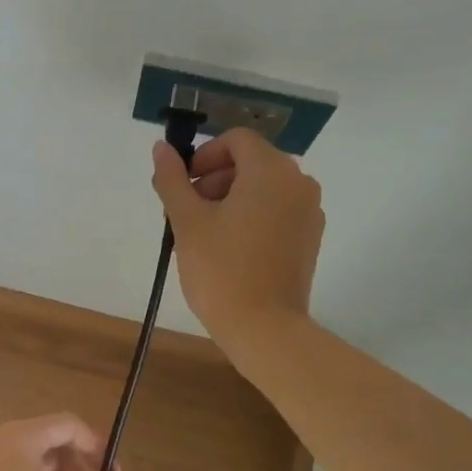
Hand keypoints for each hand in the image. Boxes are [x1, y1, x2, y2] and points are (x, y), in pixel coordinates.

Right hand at [151, 127, 324, 355]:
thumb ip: (172, 178)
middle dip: (216, 178)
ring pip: (265, 187)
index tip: (185, 186)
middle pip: (251, 162)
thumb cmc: (221, 270)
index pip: (236, 140)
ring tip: (206, 232)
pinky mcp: (310, 237)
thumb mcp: (187, 221)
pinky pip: (278, 210)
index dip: (205, 156)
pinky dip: (253, 215)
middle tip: (189, 212)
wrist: (265, 329)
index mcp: (271, 171)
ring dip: (232, 197)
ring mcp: (309, 211)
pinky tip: (232, 247)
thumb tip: (161, 147)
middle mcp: (299, 182)